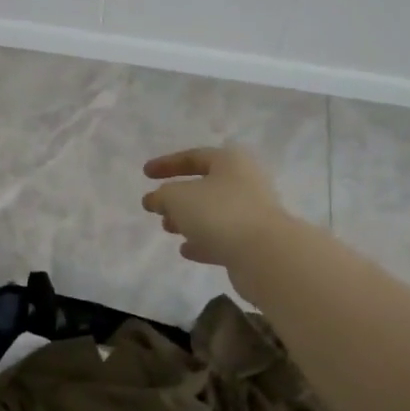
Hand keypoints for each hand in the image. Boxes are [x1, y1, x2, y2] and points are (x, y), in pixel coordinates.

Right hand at [141, 146, 291, 294]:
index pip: (193, 156)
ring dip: (189, 219)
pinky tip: (186, 250)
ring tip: (167, 229)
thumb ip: (162, 196)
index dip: (167, 164)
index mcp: (230, 161)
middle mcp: (245, 182)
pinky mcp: (254, 242)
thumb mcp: (178, 197)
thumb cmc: (219, 212)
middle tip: (157, 208)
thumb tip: (155, 199)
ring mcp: (252, 213)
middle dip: (178, 197)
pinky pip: (223, 237)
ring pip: (213, 213)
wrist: (264, 254)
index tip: (145, 174)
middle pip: (206, 185)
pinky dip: (203, 241)